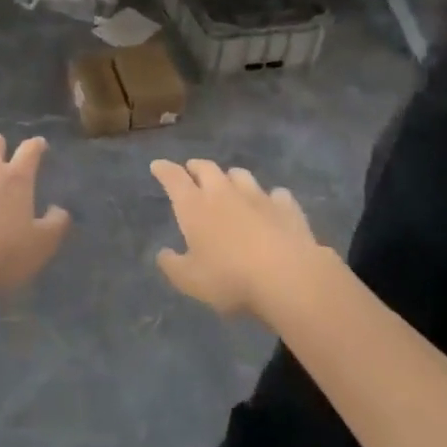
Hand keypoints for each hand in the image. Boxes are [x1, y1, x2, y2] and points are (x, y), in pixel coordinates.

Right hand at [150, 159, 321, 316]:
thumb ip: (172, 265)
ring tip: (229, 185)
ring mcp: (257, 196)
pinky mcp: (287, 207)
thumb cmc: (231, 279)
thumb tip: (163, 253)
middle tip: (192, 171)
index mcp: (194, 206)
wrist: (289, 278)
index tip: (157, 165)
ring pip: (240, 175)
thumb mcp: (190, 281)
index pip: (173, 178)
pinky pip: (276, 194)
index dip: (164, 170)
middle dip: (196, 167)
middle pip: (206, 168)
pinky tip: (272, 206)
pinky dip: (270, 198)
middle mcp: (223, 193)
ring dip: (231, 177)